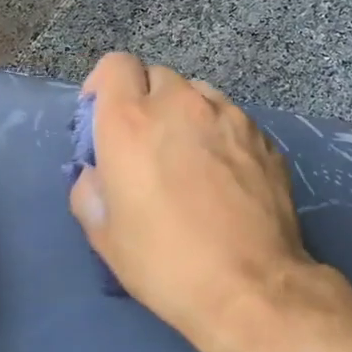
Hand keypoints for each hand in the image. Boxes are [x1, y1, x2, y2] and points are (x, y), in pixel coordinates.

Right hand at [68, 53, 315, 351]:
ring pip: (197, 94)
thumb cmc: (165, 262)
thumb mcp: (104, 234)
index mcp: (130, 121)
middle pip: (156, 77)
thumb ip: (89, 188)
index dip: (105, 86)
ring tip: (189, 157)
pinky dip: (219, 133)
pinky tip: (224, 175)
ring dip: (184, 115)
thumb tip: (97, 172)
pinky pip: (231, 118)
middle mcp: (180, 105)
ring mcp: (228, 116)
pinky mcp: (263, 136)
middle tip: (146, 145)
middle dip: (145, 101)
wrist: (251, 286)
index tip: (103, 117)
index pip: (115, 65)